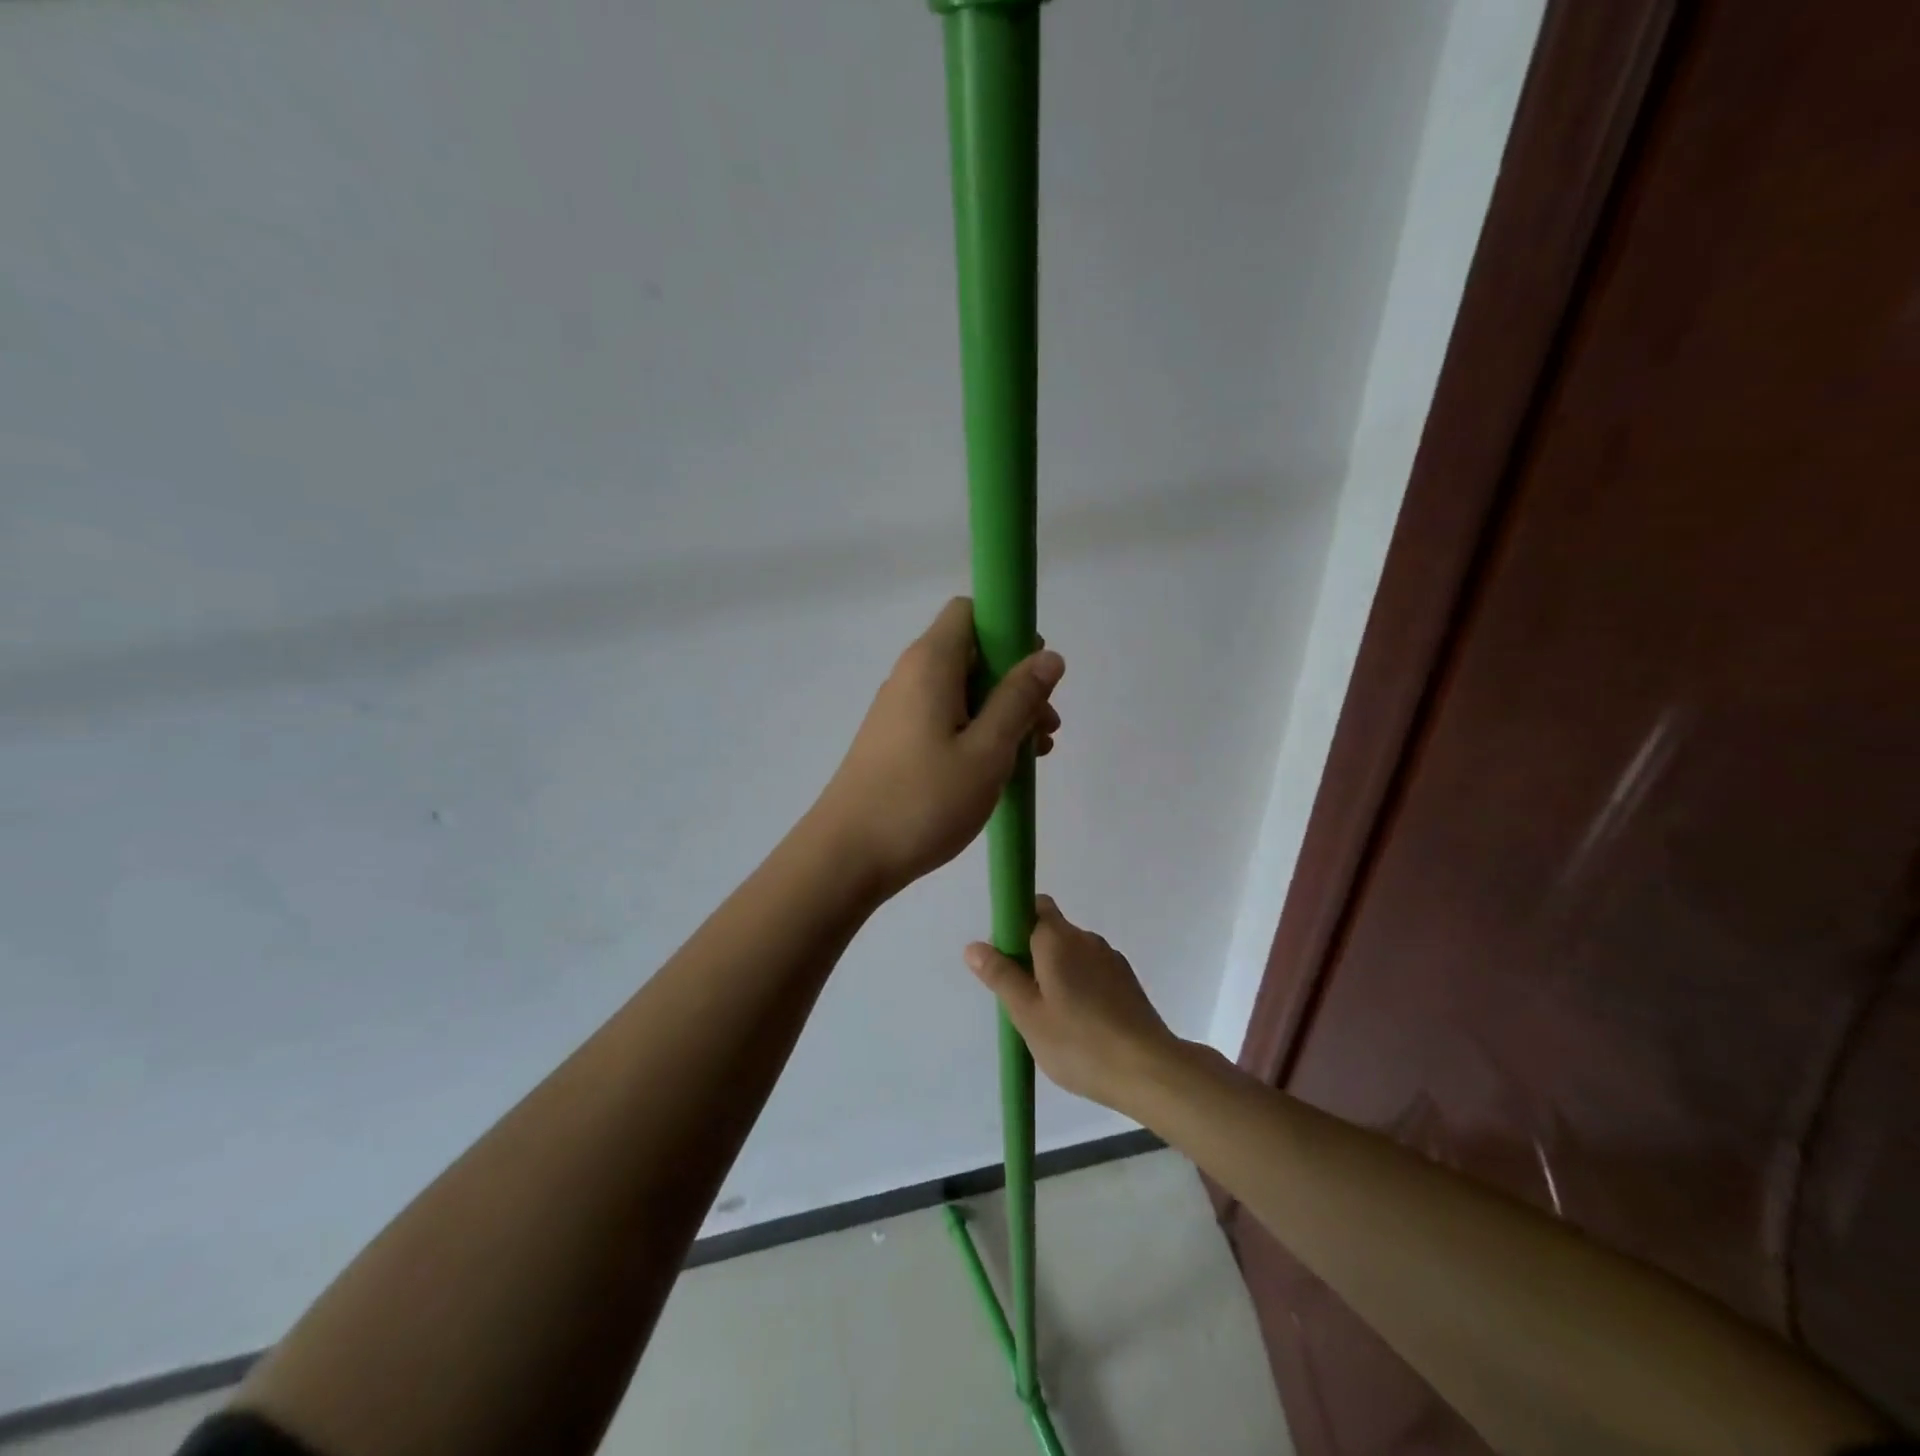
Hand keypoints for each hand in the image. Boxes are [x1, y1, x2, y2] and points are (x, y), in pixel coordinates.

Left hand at [813, 597, 1063, 898]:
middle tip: (1045, 729)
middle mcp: (911, 676)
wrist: (847, 856)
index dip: (1010, 631)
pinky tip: (997, 772)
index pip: (971, 612)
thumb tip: (1049, 655)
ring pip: (962, 692)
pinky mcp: (896, 741)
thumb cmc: (923, 801)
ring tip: (1031, 757)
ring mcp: (900, 710)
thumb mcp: (987, 751)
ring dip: (1001, 715)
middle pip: (972, 654)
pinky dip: (976, 734)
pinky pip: (945, 720)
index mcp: (930, 664)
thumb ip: (1019, 700)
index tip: (1035, 674)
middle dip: (1015, 683)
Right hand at [963, 896, 1179, 1113]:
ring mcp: (1111, 959)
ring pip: (1073, 954)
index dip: (1015, 923)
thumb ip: (1001, 976)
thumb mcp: (1027, 1014)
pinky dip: (1080, 988)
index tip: (1005, 959)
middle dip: (1032, 955)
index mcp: (1058, 939)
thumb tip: (974, 945)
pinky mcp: (1127, 982)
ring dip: (1057, 974)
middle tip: (1022, 999)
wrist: (1149, 1070)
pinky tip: (1080, 1026)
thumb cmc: (1079, 1042)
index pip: (1034, 906)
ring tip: (1052, 1020)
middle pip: (1051, 931)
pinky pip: (1093, 973)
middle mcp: (1086, 939)